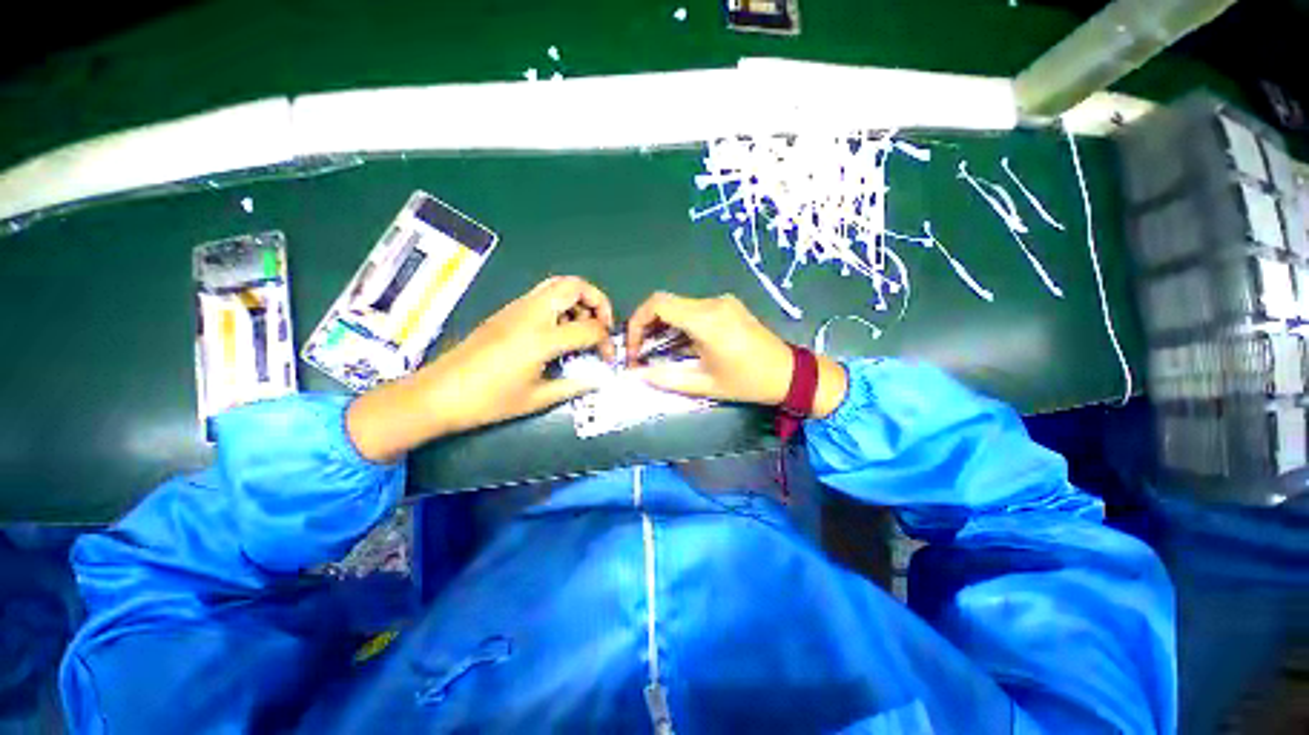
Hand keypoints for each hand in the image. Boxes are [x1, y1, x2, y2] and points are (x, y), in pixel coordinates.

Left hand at [348, 276, 614, 461]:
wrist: (438, 393)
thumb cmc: (489, 401)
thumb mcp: (537, 399)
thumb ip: (574, 385)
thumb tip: (599, 379)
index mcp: (541, 338)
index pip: (589, 327)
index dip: (606, 341)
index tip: (608, 358)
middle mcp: (531, 314)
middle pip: (575, 286)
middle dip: (598, 301)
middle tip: (602, 325)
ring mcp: (517, 308)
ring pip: (558, 284)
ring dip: (579, 299)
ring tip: (583, 326)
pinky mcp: (507, 311)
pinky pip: (542, 294)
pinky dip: (561, 303)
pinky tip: (559, 329)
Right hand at [625, 292, 846, 416]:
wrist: (790, 374)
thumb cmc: (748, 382)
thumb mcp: (704, 384)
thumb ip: (665, 378)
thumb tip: (635, 374)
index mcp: (706, 320)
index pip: (658, 304)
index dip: (637, 323)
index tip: (633, 348)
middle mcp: (712, 303)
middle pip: (665, 304)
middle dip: (646, 327)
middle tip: (641, 354)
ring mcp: (722, 302)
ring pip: (679, 307)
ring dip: (663, 327)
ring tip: (657, 354)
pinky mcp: (728, 306)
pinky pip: (694, 310)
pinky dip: (679, 325)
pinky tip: (680, 346)